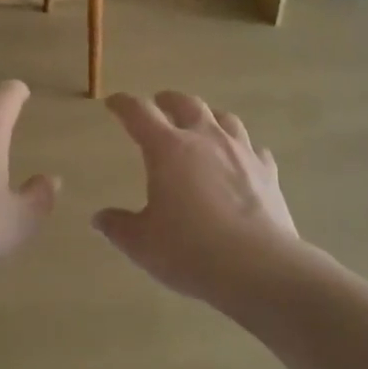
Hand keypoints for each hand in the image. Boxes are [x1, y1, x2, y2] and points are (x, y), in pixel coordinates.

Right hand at [93, 91, 304, 303]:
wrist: (259, 268)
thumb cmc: (190, 250)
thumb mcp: (142, 243)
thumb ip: (119, 226)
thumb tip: (99, 218)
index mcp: (167, 149)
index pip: (139, 113)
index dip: (124, 104)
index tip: (114, 103)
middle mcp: (205, 139)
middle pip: (186, 104)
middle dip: (169, 100)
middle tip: (160, 102)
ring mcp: (241, 152)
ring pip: (225, 118)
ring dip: (209, 115)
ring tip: (203, 122)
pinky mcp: (268, 172)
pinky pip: (255, 150)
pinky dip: (244, 149)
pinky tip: (242, 159)